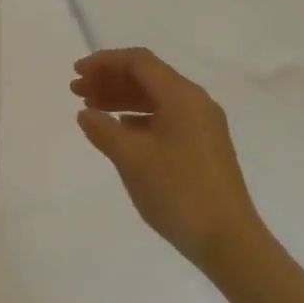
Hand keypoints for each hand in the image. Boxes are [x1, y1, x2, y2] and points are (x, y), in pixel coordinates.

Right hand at [71, 47, 266, 267]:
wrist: (227, 240)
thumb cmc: (177, 192)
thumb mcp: (131, 158)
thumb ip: (103, 129)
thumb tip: (86, 113)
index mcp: (182, 97)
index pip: (139, 62)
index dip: (104, 62)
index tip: (76, 72)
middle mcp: (195, 103)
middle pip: (147, 77)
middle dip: (109, 79)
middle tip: (76, 90)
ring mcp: (202, 125)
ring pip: (155, 98)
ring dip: (120, 98)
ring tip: (89, 109)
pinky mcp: (202, 146)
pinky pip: (164, 117)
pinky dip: (136, 117)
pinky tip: (118, 130)